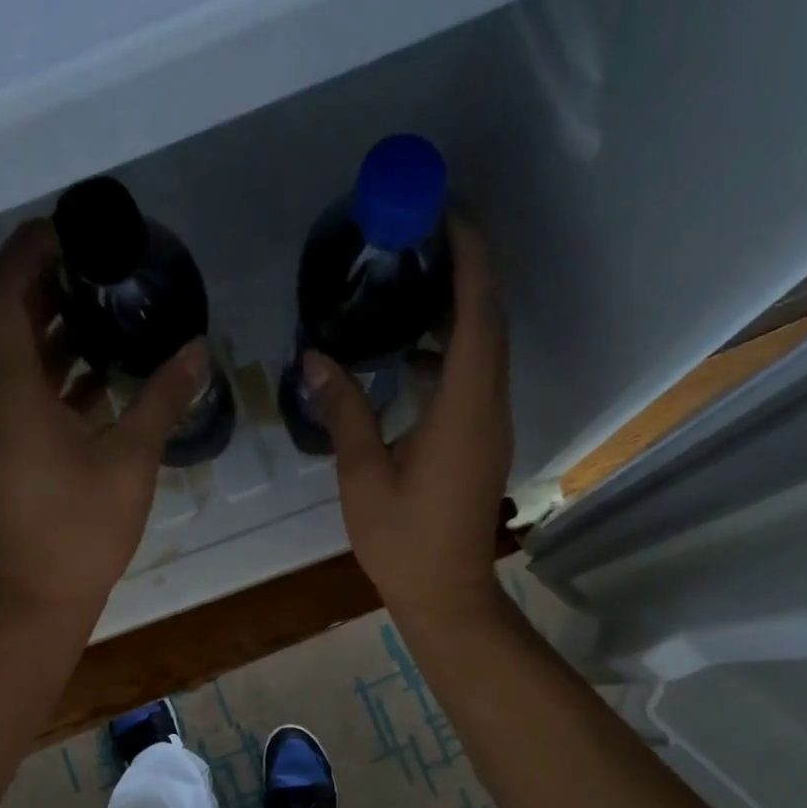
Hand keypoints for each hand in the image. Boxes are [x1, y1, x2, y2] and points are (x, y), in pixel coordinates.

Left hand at [0, 220, 206, 618]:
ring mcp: (0, 429)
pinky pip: (31, 396)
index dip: (29, 249)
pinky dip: (62, 377)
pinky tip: (104, 380)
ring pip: (23, 361)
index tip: (70, 228)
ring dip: (59, 333)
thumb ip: (163, 399)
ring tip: (111, 313)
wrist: (40, 597)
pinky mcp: (12, 453)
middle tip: (102, 265)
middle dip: (51, 285)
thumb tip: (198, 350)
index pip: (2, 293)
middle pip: (11, 321)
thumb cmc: (82, 528)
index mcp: (13, 390)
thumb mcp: (131, 460)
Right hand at [311, 215, 512, 616]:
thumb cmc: (403, 542)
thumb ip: (345, 411)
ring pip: (486, 347)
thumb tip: (315, 358)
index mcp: (463, 409)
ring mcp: (492, 424)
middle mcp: (489, 406)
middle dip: (466, 268)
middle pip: (490, 320)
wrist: (446, 594)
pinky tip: (408, 355)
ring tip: (410, 284)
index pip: (477, 314)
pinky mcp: (484, 440)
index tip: (446, 212)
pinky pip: (477, 376)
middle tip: (421, 234)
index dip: (469, 257)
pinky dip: (452, 349)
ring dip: (459, 308)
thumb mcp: (363, 477)